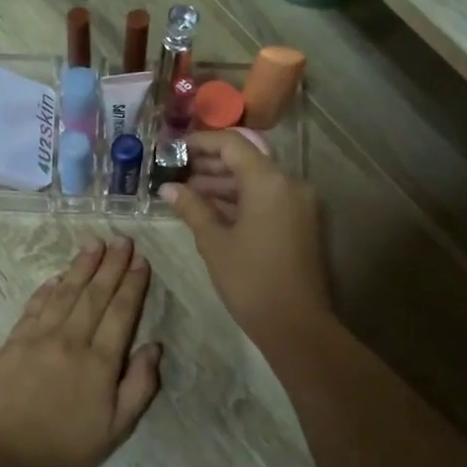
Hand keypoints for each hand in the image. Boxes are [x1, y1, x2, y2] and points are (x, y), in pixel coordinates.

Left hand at [0, 237, 162, 466]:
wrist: (6, 463)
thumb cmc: (68, 449)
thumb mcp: (118, 428)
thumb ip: (140, 385)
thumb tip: (154, 346)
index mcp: (100, 362)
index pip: (121, 312)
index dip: (132, 284)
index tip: (141, 260)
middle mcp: (70, 341)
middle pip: (94, 294)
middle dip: (111, 265)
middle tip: (122, 239)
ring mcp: (38, 339)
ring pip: (64, 293)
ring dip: (80, 266)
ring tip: (94, 244)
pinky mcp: (12, 343)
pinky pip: (34, 307)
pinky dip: (47, 289)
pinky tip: (57, 276)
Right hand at [159, 131, 330, 345]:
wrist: (296, 324)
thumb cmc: (250, 280)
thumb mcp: (214, 242)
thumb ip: (191, 208)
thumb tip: (168, 188)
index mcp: (269, 181)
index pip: (232, 144)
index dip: (200, 142)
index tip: (172, 149)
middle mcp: (289, 183)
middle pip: (246, 159)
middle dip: (209, 163)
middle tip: (174, 171)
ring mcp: (298, 202)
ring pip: (256, 179)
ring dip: (222, 182)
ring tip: (185, 192)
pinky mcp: (299, 221)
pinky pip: (266, 198)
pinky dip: (239, 199)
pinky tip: (209, 209)